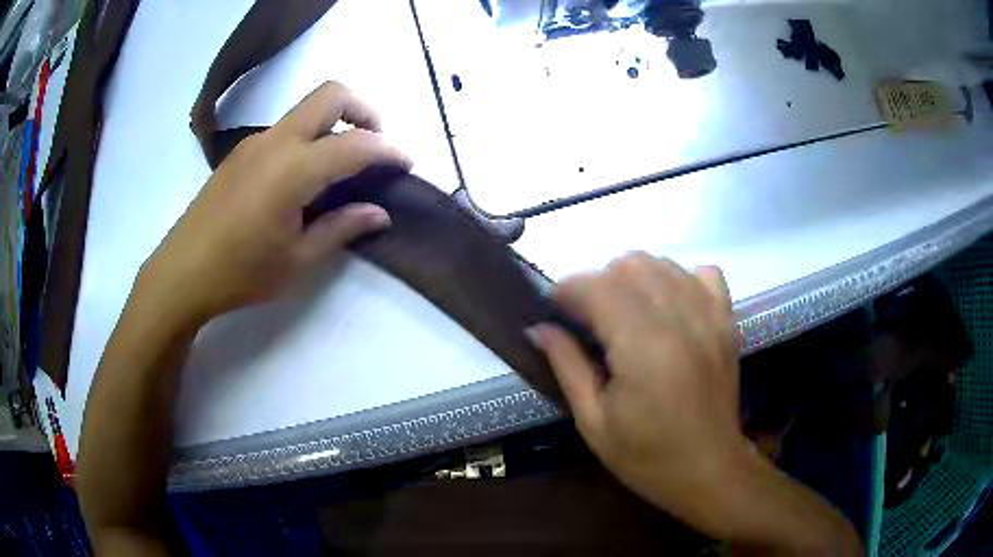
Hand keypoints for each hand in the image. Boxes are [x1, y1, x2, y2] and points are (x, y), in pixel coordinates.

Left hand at [143, 82, 409, 323]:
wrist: (181, 274)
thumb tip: (379, 213)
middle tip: (375, 147)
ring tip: (342, 168)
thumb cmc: (240, 273)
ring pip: (306, 109)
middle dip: (364, 111)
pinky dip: (310, 138)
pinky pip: (286, 129)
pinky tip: (304, 179)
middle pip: (331, 95)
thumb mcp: (298, 260)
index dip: (389, 151)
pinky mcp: (240, 153)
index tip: (406, 164)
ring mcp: (254, 143)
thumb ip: (342, 228)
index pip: (356, 144)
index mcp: (294, 168)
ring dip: (335, 124)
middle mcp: (276, 141)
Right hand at [530, 253, 746, 533]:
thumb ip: (567, 366)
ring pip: (663, 263)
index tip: (554, 308)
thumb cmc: (646, 457)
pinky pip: (704, 273)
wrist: (709, 470)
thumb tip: (539, 327)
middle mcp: (680, 319)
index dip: (568, 289)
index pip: (598, 287)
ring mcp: (710, 315)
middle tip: (590, 320)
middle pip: (630, 265)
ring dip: (635, 279)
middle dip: (599, 283)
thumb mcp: (593, 422)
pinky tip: (670, 308)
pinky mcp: (728, 321)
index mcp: (642, 347)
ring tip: (626, 314)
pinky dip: (681, 280)